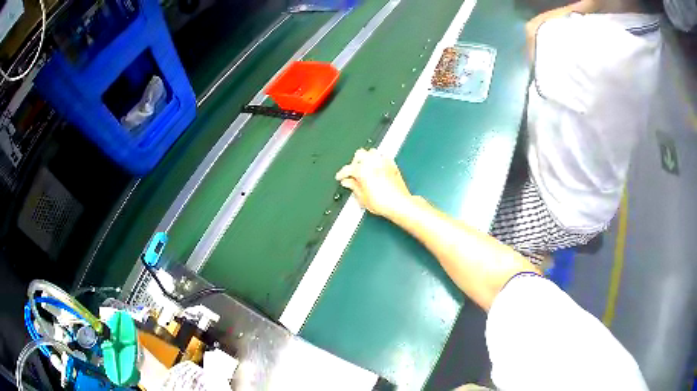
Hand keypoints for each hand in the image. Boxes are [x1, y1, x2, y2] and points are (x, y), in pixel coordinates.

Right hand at [336, 148, 411, 217]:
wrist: (399, 204)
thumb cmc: (383, 203)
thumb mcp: (362, 198)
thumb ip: (353, 187)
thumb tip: (347, 182)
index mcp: (363, 171)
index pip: (347, 169)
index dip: (341, 173)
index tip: (340, 177)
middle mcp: (373, 163)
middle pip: (359, 155)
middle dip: (354, 162)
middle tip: (352, 172)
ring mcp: (383, 162)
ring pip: (371, 152)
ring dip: (366, 158)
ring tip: (363, 167)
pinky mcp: (392, 164)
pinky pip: (382, 156)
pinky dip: (377, 159)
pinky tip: (376, 166)